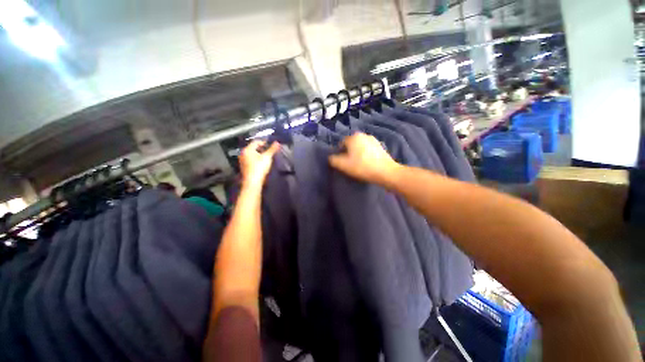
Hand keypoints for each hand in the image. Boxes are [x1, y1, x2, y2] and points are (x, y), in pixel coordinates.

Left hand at [240, 141, 279, 188]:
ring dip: (259, 155)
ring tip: (266, 158)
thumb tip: (277, 142)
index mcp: (247, 149)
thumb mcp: (267, 157)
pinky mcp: (244, 167)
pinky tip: (261, 164)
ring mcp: (242, 161)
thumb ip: (272, 149)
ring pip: (252, 154)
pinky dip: (256, 160)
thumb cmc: (259, 168)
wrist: (253, 182)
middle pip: (253, 148)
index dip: (264, 143)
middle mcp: (243, 154)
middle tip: (269, 152)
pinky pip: (250, 160)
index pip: (256, 142)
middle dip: (262, 149)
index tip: (271, 146)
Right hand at [328, 133, 399, 184]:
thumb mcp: (343, 165)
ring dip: (358, 153)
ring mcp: (373, 140)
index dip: (340, 153)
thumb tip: (331, 157)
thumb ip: (333, 160)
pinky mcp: (381, 146)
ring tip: (359, 164)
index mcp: (353, 137)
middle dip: (349, 153)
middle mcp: (363, 135)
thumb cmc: (362, 167)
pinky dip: (366, 155)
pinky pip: (368, 150)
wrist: (385, 172)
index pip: (341, 143)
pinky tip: (368, 163)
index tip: (343, 163)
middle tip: (350, 164)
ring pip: (360, 147)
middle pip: (351, 144)